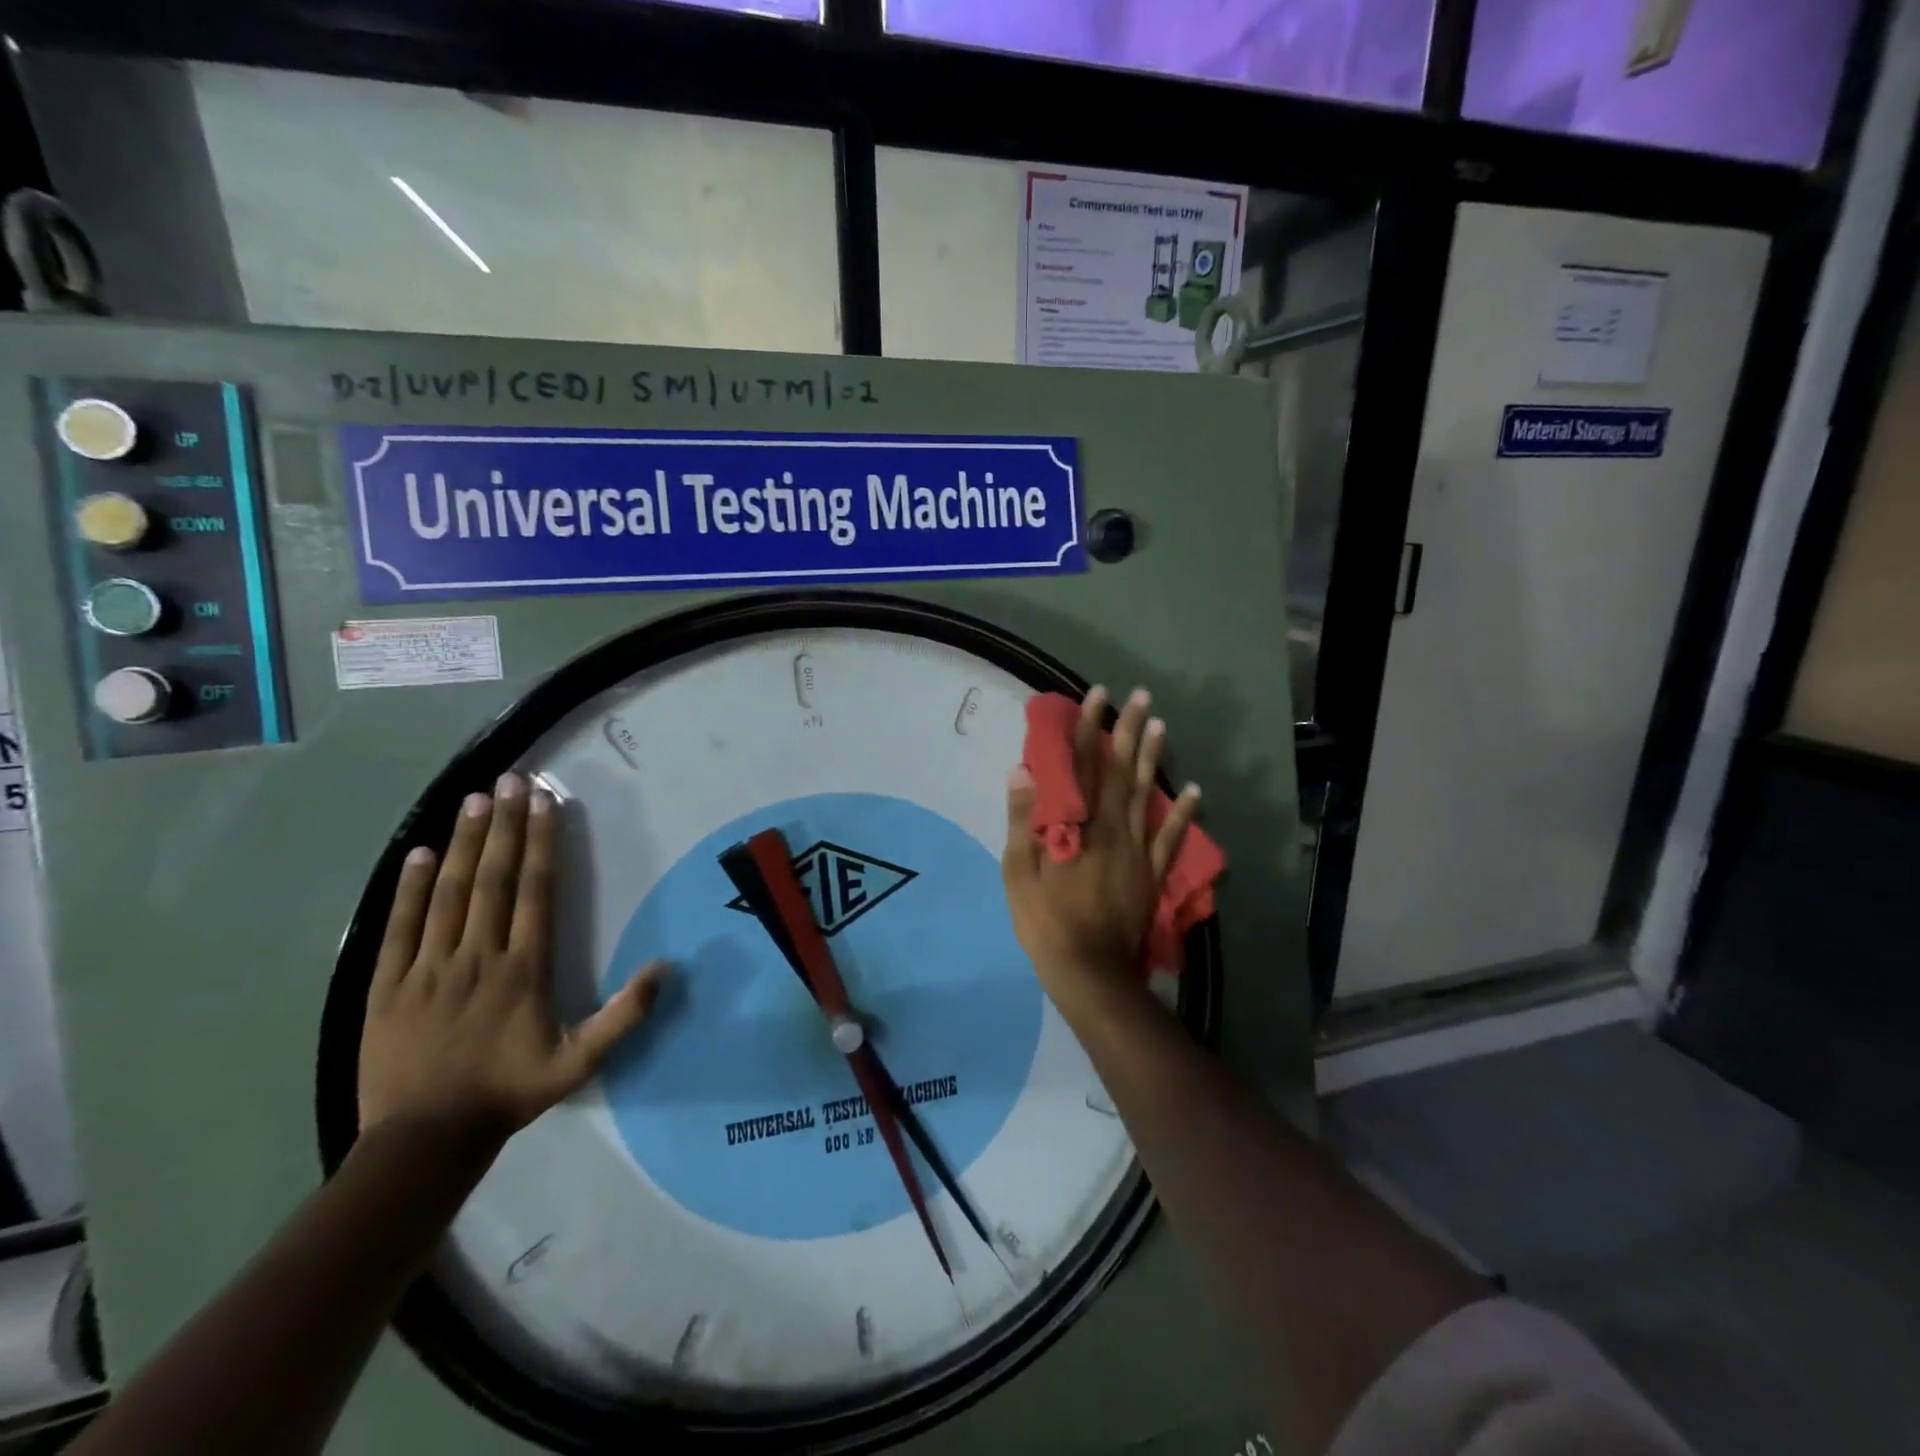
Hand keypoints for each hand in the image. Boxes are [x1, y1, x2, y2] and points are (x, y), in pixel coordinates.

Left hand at [358, 773, 667, 1149]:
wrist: (424, 1141)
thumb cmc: (508, 1093)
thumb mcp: (580, 1062)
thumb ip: (625, 1015)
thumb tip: (666, 967)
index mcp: (524, 968)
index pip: (535, 891)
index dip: (542, 842)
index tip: (545, 802)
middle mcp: (478, 955)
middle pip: (493, 879)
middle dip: (505, 825)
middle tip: (510, 780)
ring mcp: (428, 967)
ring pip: (449, 893)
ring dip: (464, 843)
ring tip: (474, 799)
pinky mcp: (387, 984)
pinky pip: (400, 926)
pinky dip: (409, 887)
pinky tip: (418, 853)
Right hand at [1001, 686, 1200, 1002]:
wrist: (1090, 973)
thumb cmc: (1046, 922)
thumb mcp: (1019, 874)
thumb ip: (1024, 821)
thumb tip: (1023, 772)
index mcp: (1078, 826)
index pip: (1083, 765)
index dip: (1088, 728)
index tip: (1097, 696)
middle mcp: (1112, 828)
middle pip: (1120, 770)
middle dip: (1128, 730)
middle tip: (1139, 696)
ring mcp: (1138, 850)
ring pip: (1146, 794)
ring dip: (1153, 758)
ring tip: (1161, 725)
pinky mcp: (1152, 873)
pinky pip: (1171, 838)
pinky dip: (1183, 814)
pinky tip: (1193, 791)